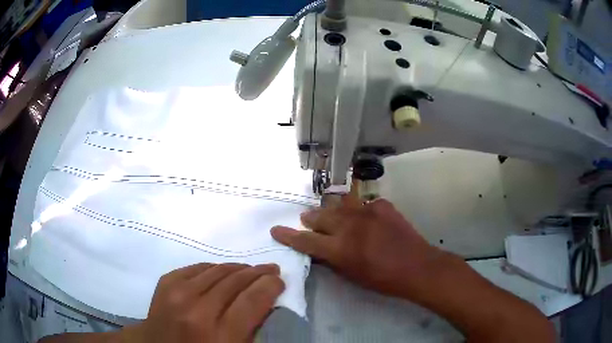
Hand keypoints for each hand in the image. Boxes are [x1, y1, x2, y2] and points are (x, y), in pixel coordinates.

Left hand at [123, 263, 283, 342]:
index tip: (279, 280)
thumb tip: (265, 302)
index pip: (251, 300)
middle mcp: (197, 310)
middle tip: (271, 270)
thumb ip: (251, 329)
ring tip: (250, 270)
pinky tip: (222, 273)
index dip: (269, 286)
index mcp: (218, 335)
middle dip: (258, 273)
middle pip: (235, 281)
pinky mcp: (166, 282)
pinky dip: (215, 268)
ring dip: (238, 269)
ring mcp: (177, 293)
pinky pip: (198, 267)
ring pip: (218, 270)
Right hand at [271, 197, 443, 299]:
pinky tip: (365, 218)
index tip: (276, 229)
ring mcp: (367, 212)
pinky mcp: (382, 205)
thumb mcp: (352, 275)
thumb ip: (332, 260)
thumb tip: (319, 249)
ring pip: (339, 206)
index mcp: (340, 249)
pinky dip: (359, 211)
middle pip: (320, 216)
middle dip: (310, 219)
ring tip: (331, 216)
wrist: (417, 267)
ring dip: (332, 212)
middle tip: (307, 220)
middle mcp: (350, 226)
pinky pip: (363, 205)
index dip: (288, 236)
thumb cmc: (383, 279)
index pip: (306, 241)